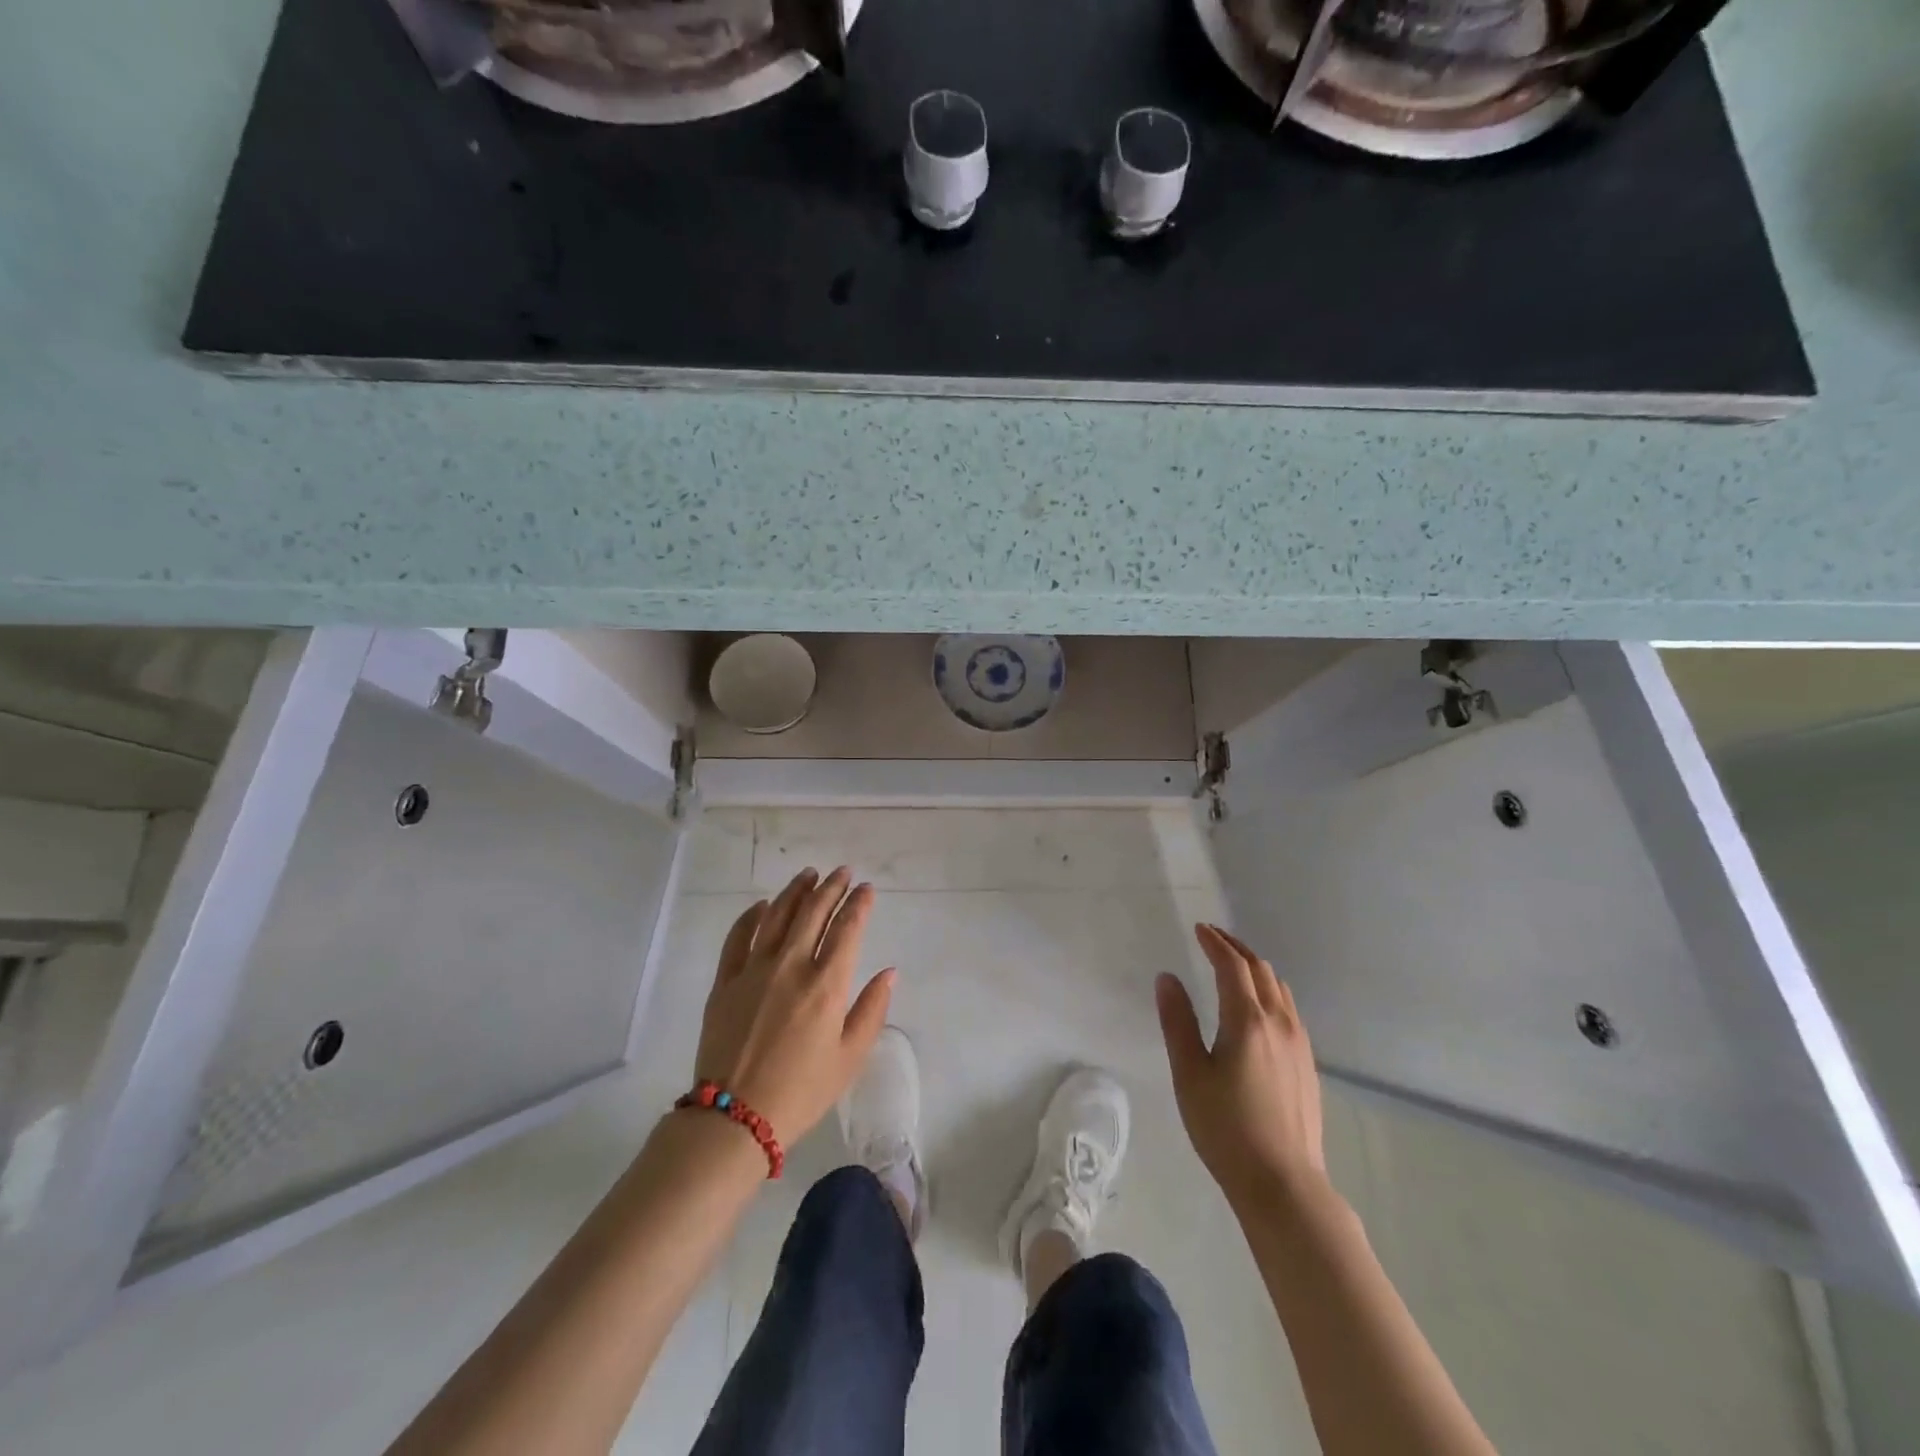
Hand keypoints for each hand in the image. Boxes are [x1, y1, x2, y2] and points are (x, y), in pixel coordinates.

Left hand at [692, 867, 893, 1145]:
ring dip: (795, 891)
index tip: (866, 888)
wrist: (735, 1118)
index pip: (847, 928)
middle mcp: (791, 966)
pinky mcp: (725, 981)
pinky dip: (751, 916)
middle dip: (831, 887)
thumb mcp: (850, 1057)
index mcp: (826, 985)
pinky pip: (738, 936)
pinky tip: (762, 906)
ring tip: (809, 875)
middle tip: (842, 872)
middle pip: (813, 912)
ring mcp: (754, 970)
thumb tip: (889, 972)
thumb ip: (872, 1009)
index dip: (859, 903)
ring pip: (777, 915)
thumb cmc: (802, 1091)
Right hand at [1156, 923, 1325, 1208]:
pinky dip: (1270, 991)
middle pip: (1261, 970)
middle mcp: (1279, 1023)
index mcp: (1247, 1020)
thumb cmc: (1226, 1128)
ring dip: (1255, 968)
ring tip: (1233, 966)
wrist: (1283, 1184)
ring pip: (1279, 988)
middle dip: (1236, 948)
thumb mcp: (1189, 1074)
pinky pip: (1289, 1009)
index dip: (1215, 943)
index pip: (1232, 966)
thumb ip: (1178, 1021)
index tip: (1199, 929)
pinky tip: (1258, 1008)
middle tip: (1212, 939)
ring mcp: (1299, 1044)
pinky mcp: (1307, 1064)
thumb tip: (1167, 978)